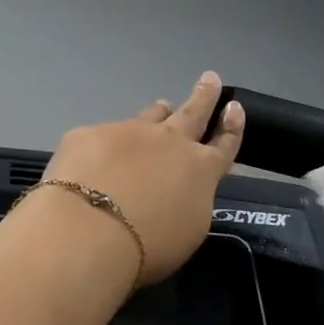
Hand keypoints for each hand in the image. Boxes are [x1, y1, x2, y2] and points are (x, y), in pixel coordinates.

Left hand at [32, 71, 244, 285]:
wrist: (91, 232)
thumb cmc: (150, 246)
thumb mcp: (188, 232)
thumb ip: (190, 203)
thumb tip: (180, 191)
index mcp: (201, 170)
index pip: (224, 144)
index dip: (232, 126)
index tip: (234, 108)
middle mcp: (169, 143)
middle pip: (193, 112)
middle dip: (204, 95)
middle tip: (210, 78)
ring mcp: (128, 133)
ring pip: (150, 116)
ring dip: (159, 113)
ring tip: (161, 107)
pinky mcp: (89, 135)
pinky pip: (103, 136)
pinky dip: (106, 144)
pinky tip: (95, 159)